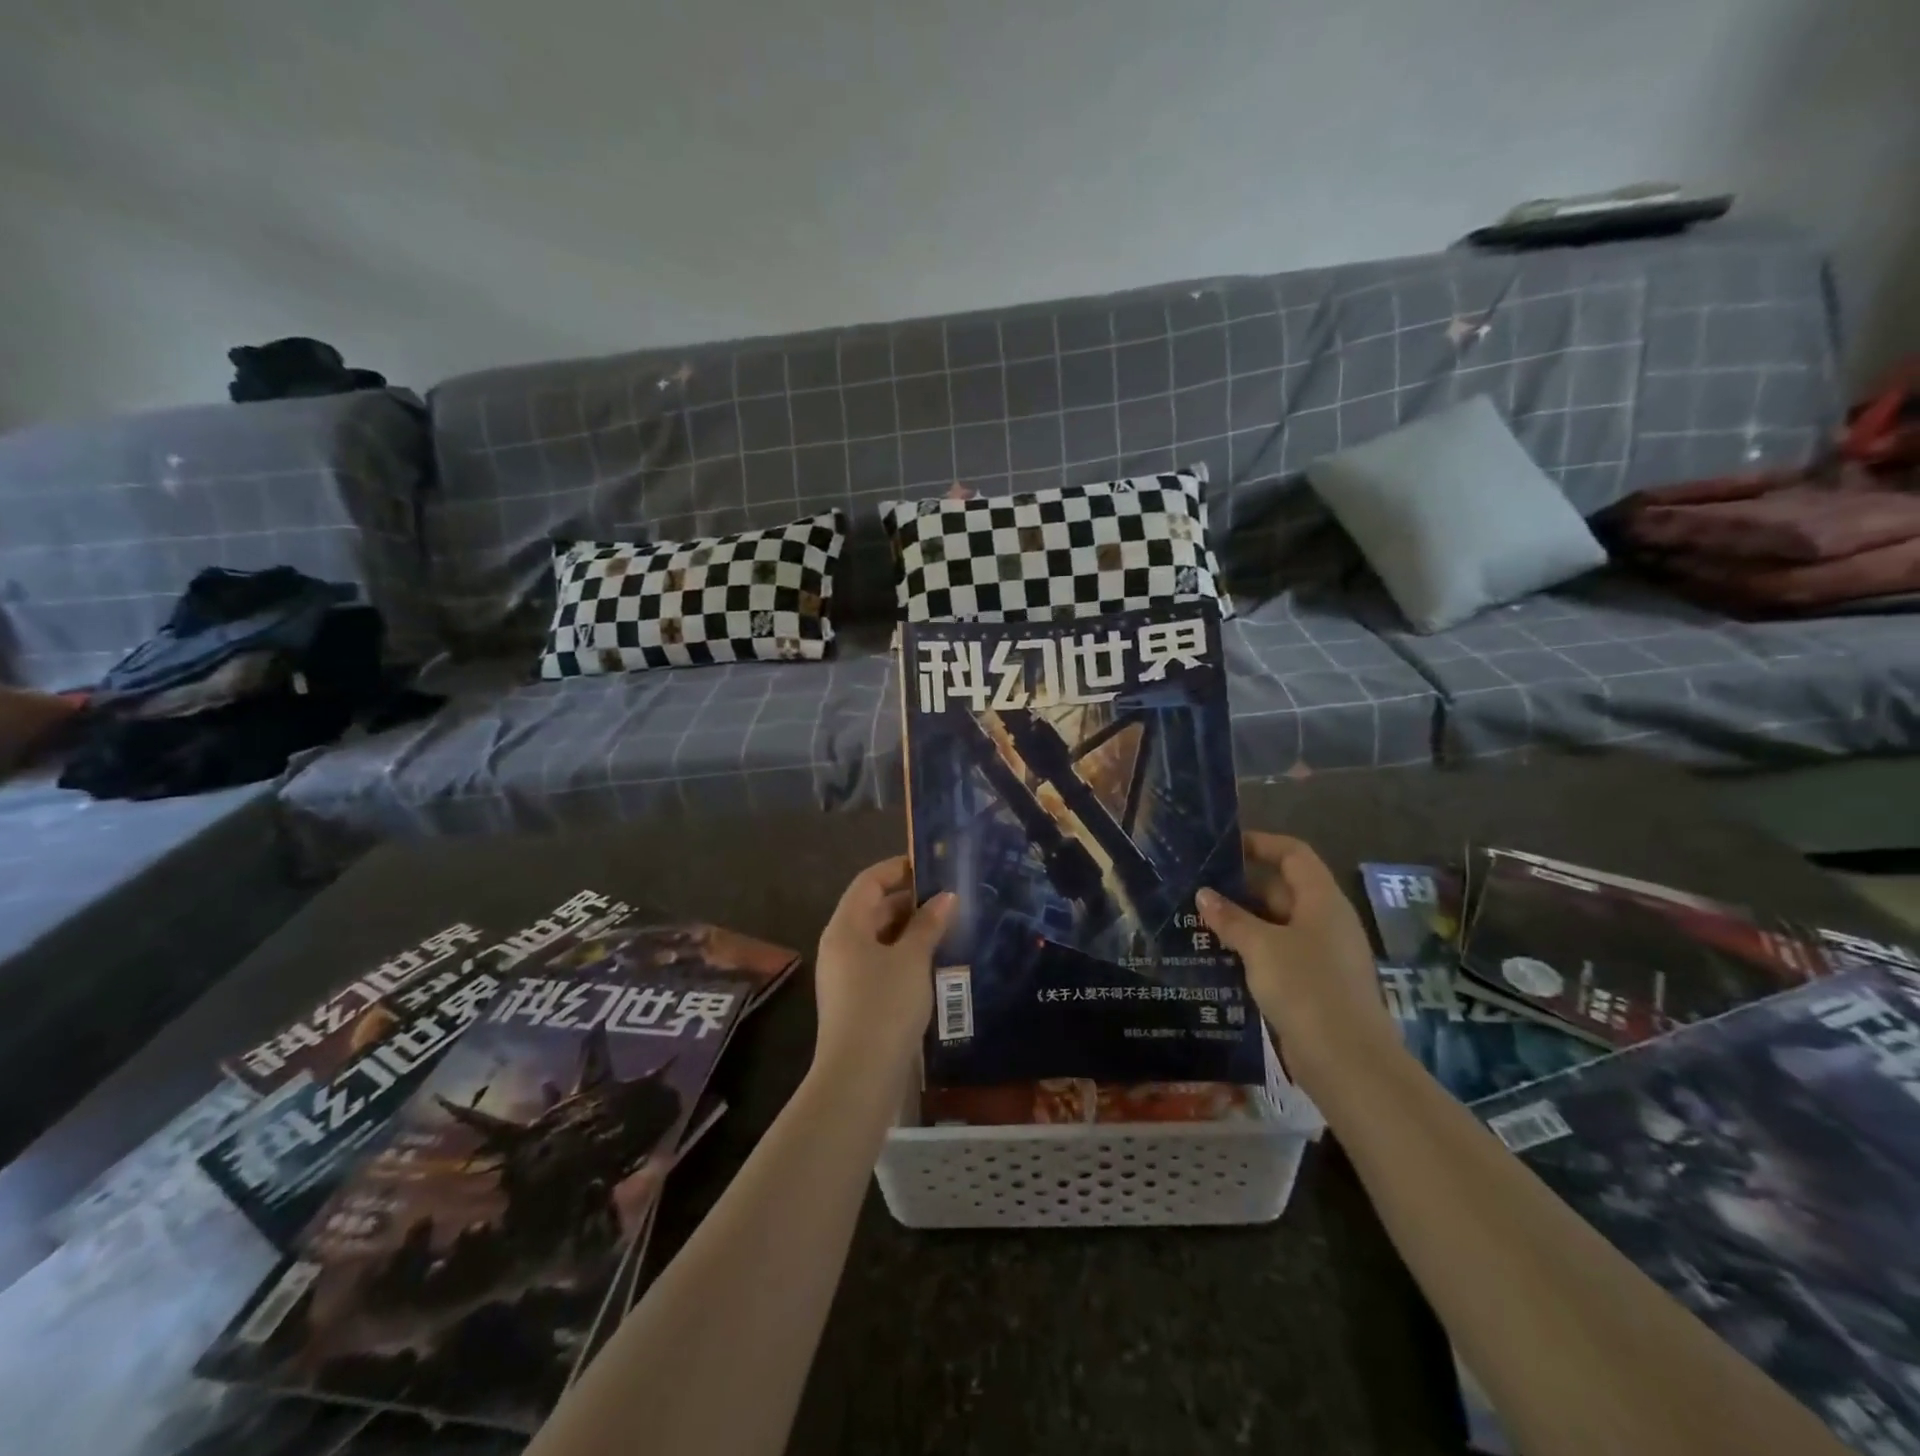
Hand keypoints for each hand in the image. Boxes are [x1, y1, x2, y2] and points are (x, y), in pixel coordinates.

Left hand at [812, 856, 955, 1088]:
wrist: (859, 1076)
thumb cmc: (885, 1005)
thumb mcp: (912, 959)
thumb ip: (929, 924)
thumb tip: (945, 897)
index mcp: (846, 927)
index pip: (869, 881)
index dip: (898, 869)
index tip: (931, 866)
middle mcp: (840, 946)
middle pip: (873, 909)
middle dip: (909, 901)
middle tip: (948, 898)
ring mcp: (845, 975)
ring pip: (879, 939)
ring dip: (910, 930)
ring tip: (947, 927)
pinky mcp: (855, 1001)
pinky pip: (880, 964)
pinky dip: (905, 956)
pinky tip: (934, 963)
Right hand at [1197, 833, 1395, 1081]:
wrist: (1348, 1062)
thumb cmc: (1306, 988)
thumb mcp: (1261, 947)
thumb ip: (1231, 918)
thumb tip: (1204, 894)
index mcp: (1322, 901)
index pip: (1293, 854)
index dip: (1261, 843)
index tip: (1223, 847)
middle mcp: (1325, 922)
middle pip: (1281, 889)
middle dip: (1240, 888)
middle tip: (1197, 889)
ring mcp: (1321, 956)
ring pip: (1276, 926)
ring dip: (1241, 924)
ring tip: (1197, 923)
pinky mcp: (1313, 986)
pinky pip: (1277, 956)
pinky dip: (1250, 953)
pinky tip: (1218, 959)